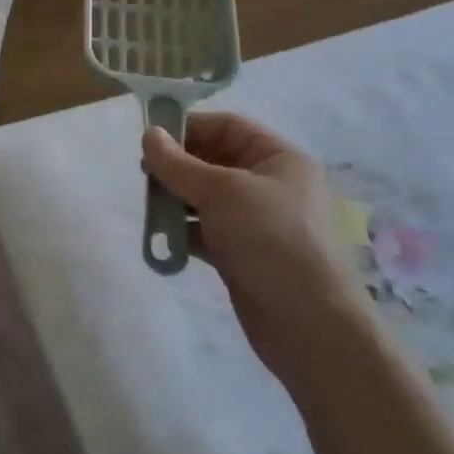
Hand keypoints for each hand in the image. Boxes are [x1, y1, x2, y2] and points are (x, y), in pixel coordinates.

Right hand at [143, 113, 366, 364]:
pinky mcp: (244, 254)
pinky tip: (162, 239)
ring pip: (207, 198)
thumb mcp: (222, 192)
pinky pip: (206, 231)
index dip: (190, 127)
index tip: (151, 138)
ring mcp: (257, 222)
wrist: (309, 326)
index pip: (228, 127)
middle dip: (178, 167)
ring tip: (149, 208)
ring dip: (176, 200)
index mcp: (279, 159)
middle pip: (214, 161)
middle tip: (144, 175)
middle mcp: (271, 185)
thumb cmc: (271, 241)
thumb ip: (179, 164)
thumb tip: (149, 133)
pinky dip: (184, 232)